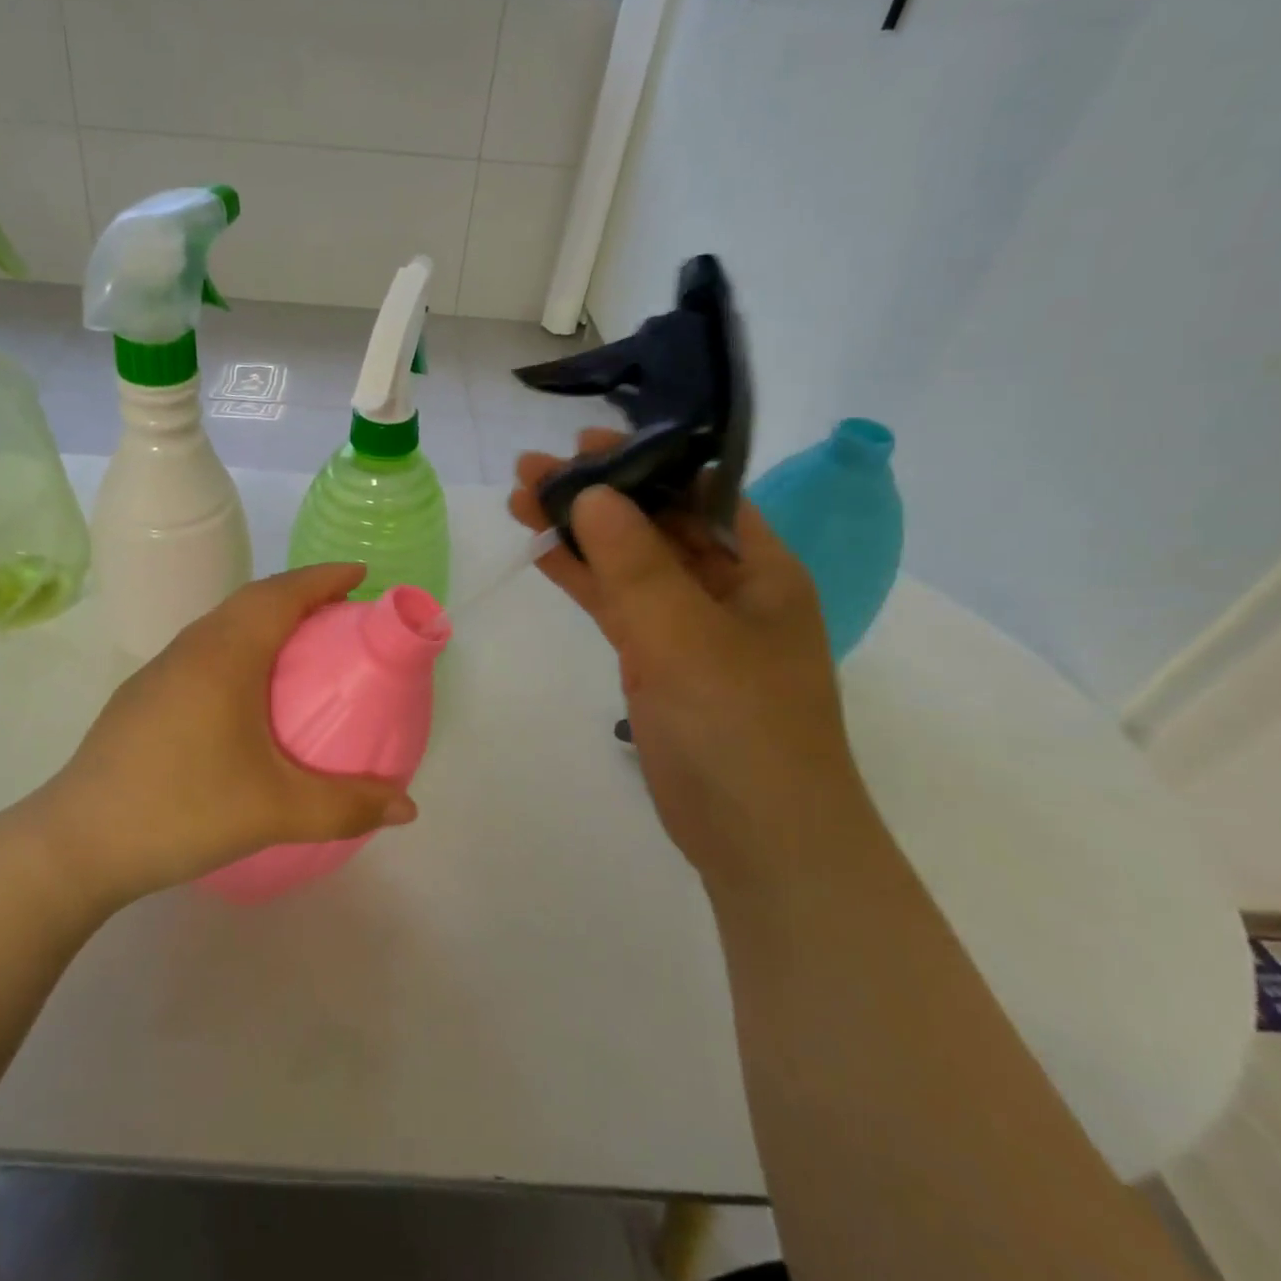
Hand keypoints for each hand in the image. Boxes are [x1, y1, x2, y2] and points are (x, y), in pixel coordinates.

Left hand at [39, 564, 416, 904]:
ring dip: (266, 621)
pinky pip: (205, 651)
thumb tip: (408, 807)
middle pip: (253, 600)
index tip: (362, 574)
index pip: (282, 593)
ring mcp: (161, 671)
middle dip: (301, 594)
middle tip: (342, 613)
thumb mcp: (275, 810)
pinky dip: (240, 649)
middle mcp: (191, 647)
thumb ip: (346, 806)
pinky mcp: (144, 697)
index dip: (325, 577)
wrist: (76, 843)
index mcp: (225, 653)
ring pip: (224, 625)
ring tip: (302, 648)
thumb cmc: (181, 807)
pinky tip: (247, 694)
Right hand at [510, 429, 872, 886]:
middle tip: (531, 470)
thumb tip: (589, 493)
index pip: (699, 491)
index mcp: (759, 567)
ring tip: (521, 500)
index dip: (645, 459)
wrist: (757, 838)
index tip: (584, 443)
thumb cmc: (740, 728)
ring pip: (628, 563)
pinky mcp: (657, 659)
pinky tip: (543, 551)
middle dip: (597, 493)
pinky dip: (582, 578)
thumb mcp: (686, 637)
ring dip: (580, 533)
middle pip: (655, 522)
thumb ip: (635, 564)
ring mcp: (689, 625)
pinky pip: (617, 604)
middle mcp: (726, 586)